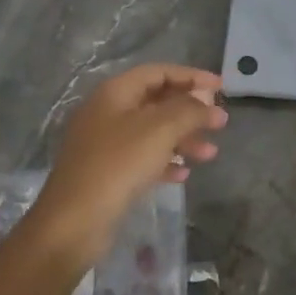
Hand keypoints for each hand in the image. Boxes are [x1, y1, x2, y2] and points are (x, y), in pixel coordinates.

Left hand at [29, 64, 227, 272]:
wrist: (74, 222)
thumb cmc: (118, 165)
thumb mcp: (160, 130)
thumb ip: (190, 111)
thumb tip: (211, 104)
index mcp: (115, 93)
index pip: (158, 72)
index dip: (191, 76)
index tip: (221, 88)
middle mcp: (107, 112)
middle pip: (156, 102)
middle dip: (190, 111)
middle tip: (219, 123)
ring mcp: (105, 144)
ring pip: (152, 132)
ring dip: (183, 139)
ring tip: (210, 154)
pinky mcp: (106, 173)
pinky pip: (142, 158)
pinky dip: (165, 161)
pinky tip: (183, 174)